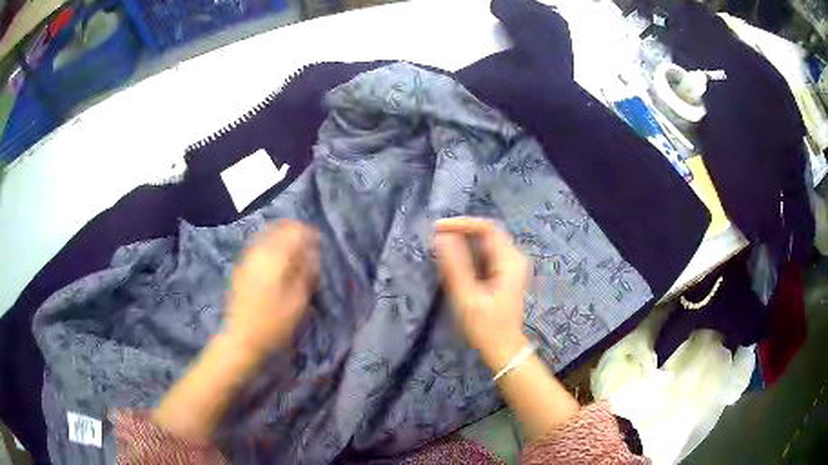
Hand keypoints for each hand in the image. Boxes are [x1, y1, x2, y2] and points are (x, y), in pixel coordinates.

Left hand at [225, 219, 319, 354]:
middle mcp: (259, 251)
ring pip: (268, 236)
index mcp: (275, 257)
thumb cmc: (274, 323)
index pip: (295, 231)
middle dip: (295, 235)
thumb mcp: (298, 301)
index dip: (309, 234)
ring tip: (293, 258)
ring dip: (282, 242)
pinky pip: (259, 248)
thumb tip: (311, 253)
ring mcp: (247, 259)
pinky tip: (277, 266)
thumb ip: (306, 272)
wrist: (242, 339)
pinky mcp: (241, 268)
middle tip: (306, 251)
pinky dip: (271, 250)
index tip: (318, 246)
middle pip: (279, 229)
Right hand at [434, 217, 529, 368]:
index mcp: (509, 261)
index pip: (487, 227)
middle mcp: (513, 258)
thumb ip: (455, 266)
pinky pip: (485, 253)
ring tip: (440, 248)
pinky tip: (453, 261)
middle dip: (461, 231)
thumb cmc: (486, 327)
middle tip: (436, 238)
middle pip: (487, 232)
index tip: (438, 228)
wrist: (503, 348)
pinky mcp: (504, 273)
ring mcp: (510, 265)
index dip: (461, 223)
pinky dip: (468, 252)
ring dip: (463, 241)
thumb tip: (441, 237)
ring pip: (485, 242)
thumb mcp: (467, 297)